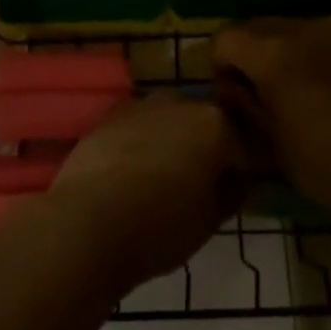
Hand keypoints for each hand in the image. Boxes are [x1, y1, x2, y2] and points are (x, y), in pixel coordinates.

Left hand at [36, 94, 245, 290]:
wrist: (87, 222)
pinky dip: (141, 142)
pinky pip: (138, 126)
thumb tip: (235, 178)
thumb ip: (231, 193)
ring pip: (169, 121)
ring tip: (161, 179)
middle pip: (204, 124)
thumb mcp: (209, 221)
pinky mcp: (109, 115)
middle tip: (198, 185)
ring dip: (172, 141)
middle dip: (206, 148)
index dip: (242, 170)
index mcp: (215, 124)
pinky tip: (131, 173)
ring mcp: (142, 104)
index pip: (243, 145)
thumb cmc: (159, 227)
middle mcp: (180, 102)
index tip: (235, 191)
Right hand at [214, 19, 330, 220]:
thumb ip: (245, 105)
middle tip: (254, 91)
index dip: (219, 64)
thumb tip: (231, 88)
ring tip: (288, 90)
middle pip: (256, 25)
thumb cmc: (324, 164)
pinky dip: (309, 56)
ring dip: (278, 50)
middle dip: (247, 52)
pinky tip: (322, 93)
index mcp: (271, 54)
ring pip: (290, 28)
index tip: (229, 95)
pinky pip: (321, 41)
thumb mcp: (270, 143)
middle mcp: (301, 32)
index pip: (226, 37)